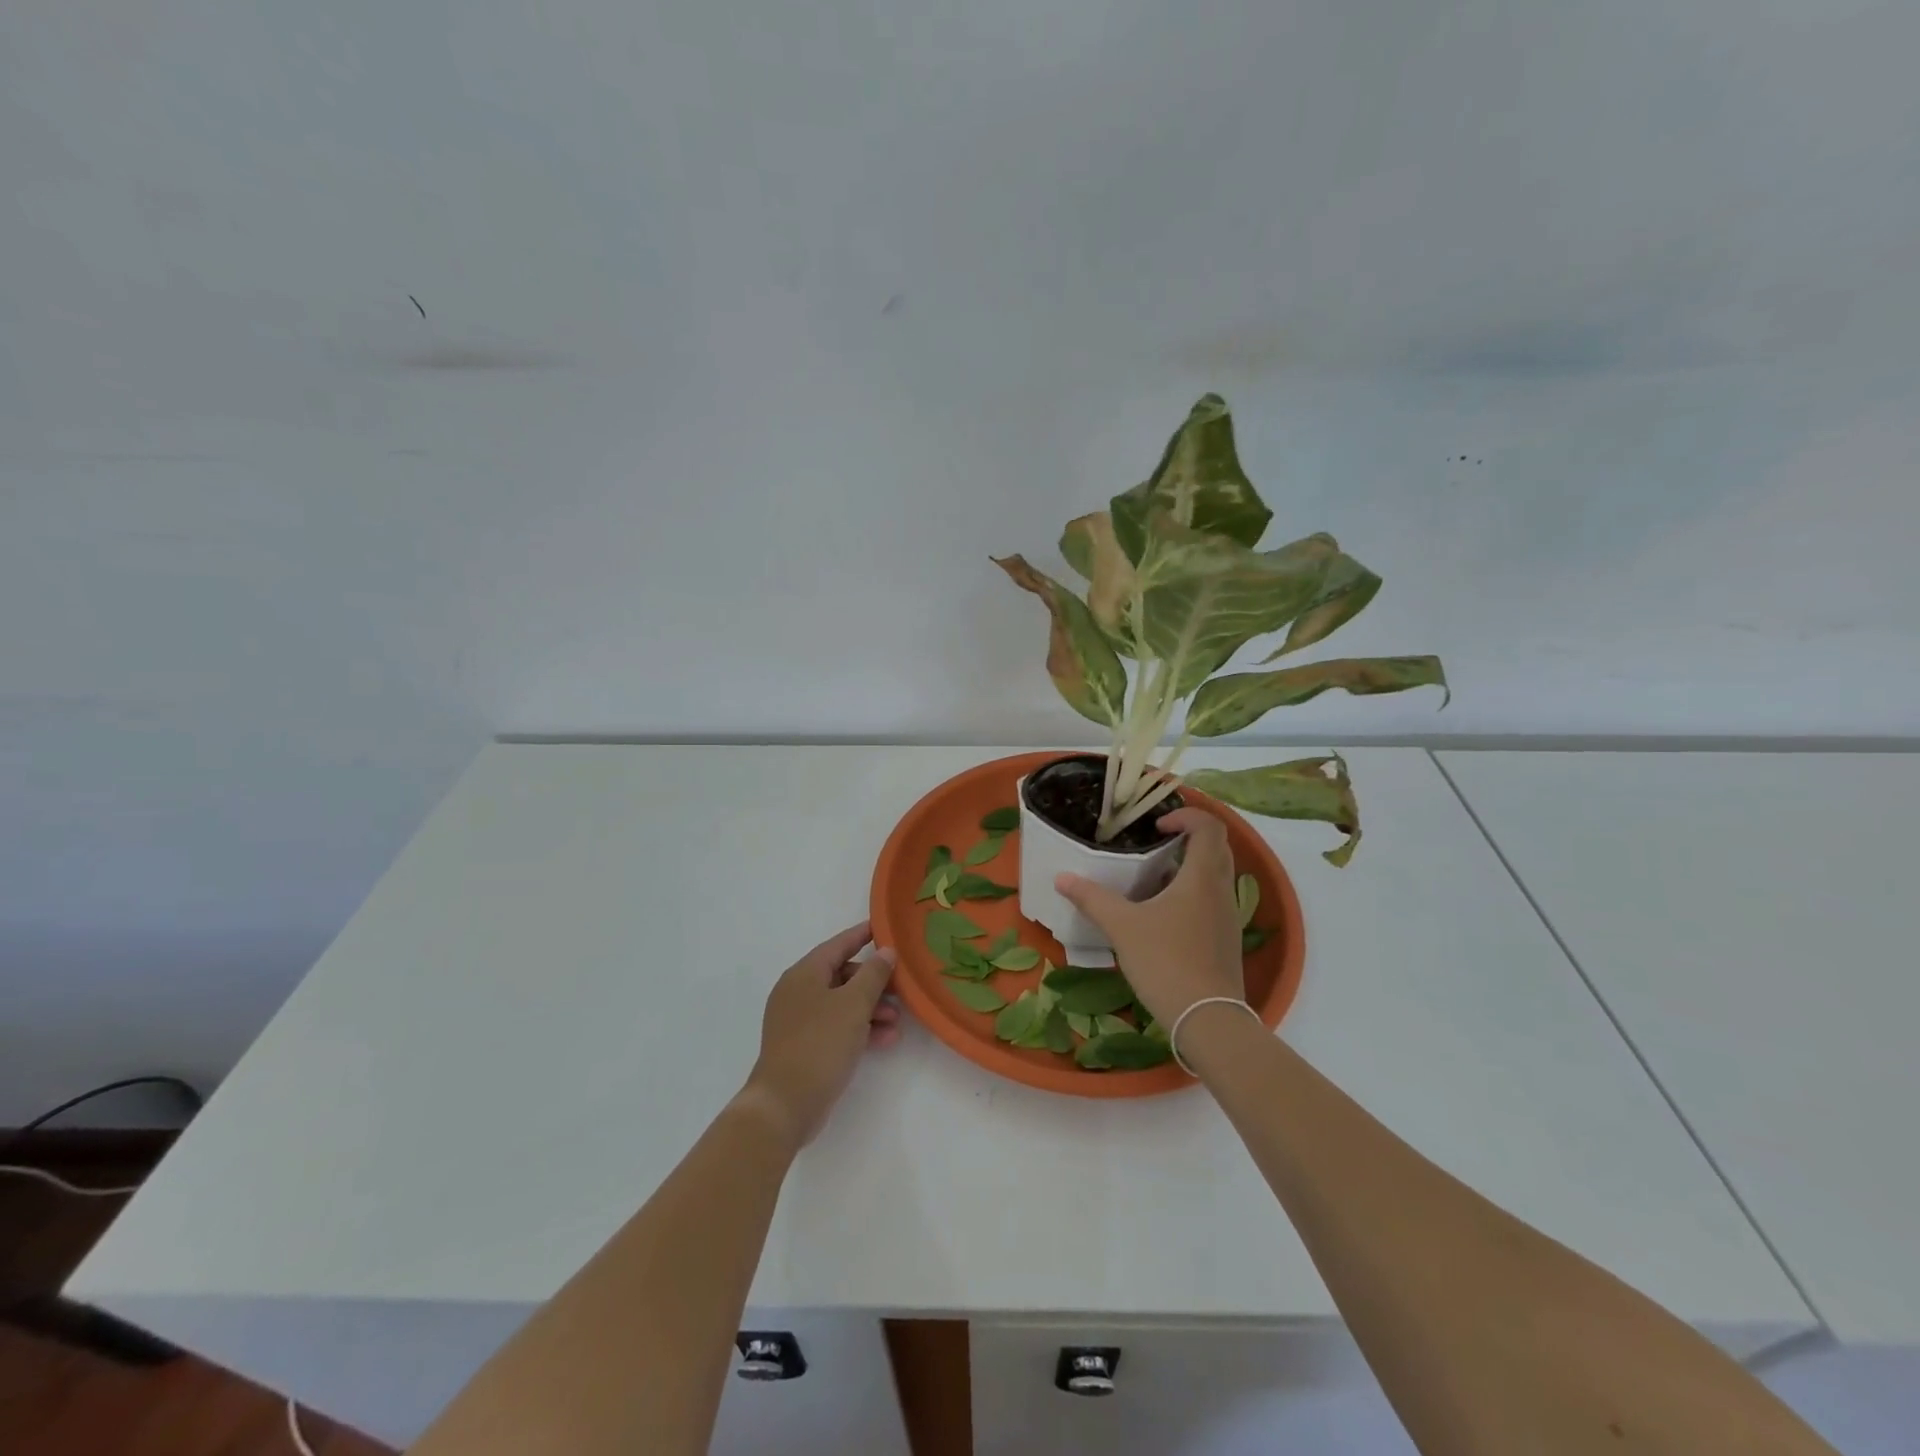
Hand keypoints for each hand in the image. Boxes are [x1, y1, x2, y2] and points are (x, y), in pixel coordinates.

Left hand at [739, 921, 899, 1149]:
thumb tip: (885, 952)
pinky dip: (860, 1029)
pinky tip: (885, 1040)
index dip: (862, 935)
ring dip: (871, 1009)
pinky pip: (837, 1027)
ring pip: (842, 1004)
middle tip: (901, 988)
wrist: (785, 1105)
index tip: (884, 927)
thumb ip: (873, 975)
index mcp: (804, 974)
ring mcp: (799, 1021)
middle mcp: (798, 992)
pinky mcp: (804, 1047)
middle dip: (873, 982)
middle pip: (842, 975)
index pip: (837, 945)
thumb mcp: (854, 1005)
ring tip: (898, 1021)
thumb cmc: (820, 1044)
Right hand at [1054, 807, 1243, 1026]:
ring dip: (1189, 867)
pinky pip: (1212, 901)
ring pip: (1215, 876)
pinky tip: (1162, 915)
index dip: (1186, 816)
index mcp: (1202, 877)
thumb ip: (1092, 898)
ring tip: (1152, 878)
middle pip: (1217, 848)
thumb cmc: (1166, 962)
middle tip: (1155, 843)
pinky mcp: (1226, 941)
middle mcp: (1221, 891)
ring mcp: (1228, 918)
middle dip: (1188, 838)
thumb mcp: (1122, 926)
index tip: (1157, 826)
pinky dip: (1192, 893)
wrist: (1208, 1020)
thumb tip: (1062, 877)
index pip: (1209, 827)